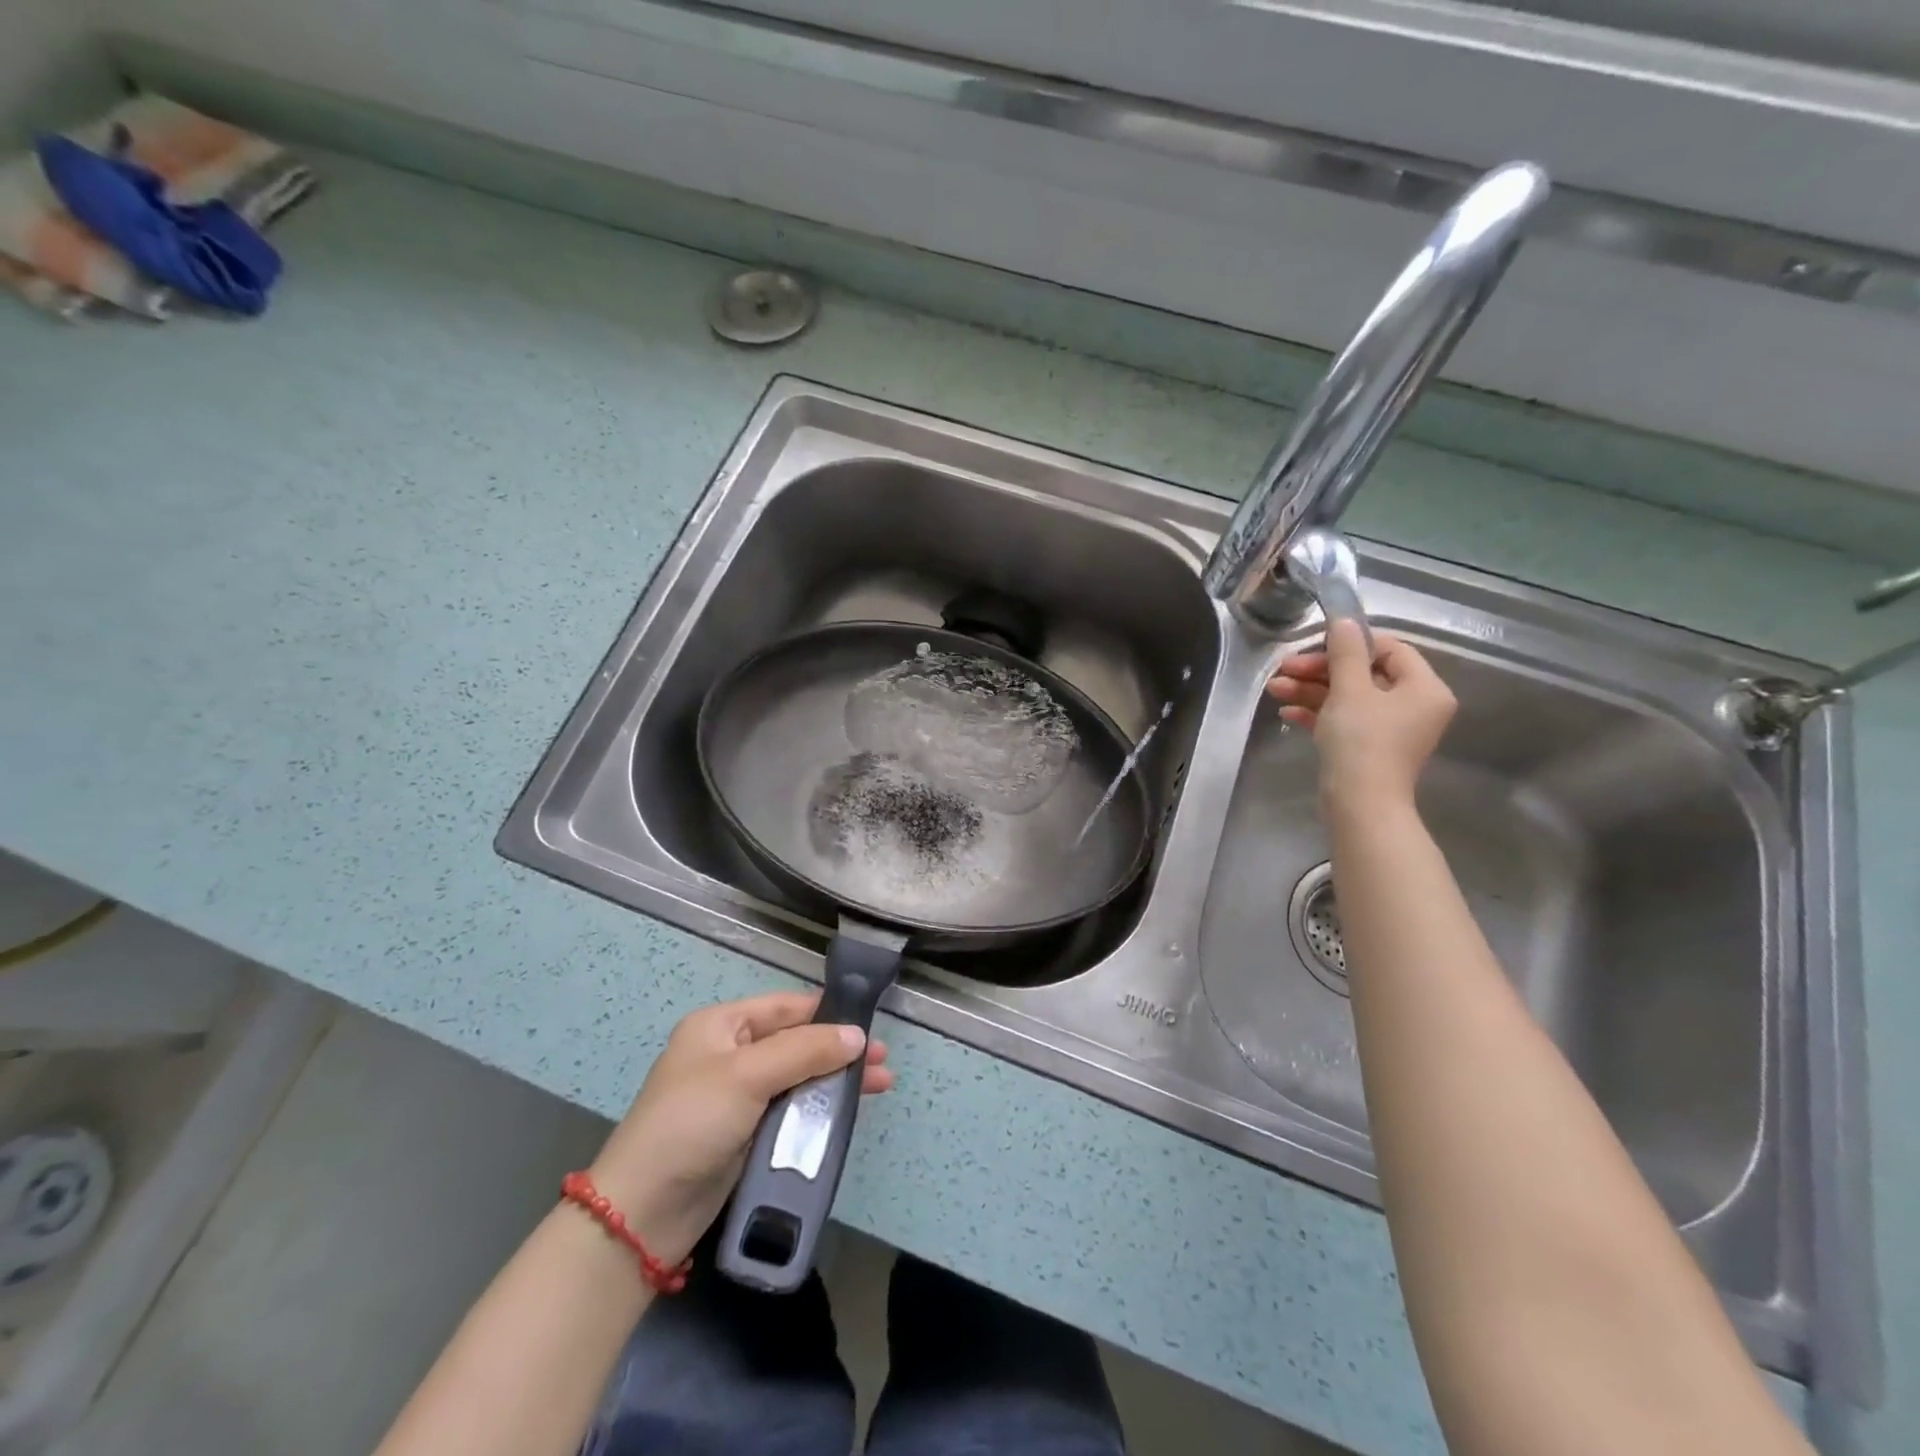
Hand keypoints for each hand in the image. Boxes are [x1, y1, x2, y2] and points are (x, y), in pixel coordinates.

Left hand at [587, 991, 892, 1264]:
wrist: (642, 1214)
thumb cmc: (691, 1124)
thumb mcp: (747, 1076)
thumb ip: (805, 1051)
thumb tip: (857, 1035)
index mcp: (722, 1026)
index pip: (786, 1008)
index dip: (828, 1013)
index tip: (870, 1023)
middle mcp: (730, 1054)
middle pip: (797, 1042)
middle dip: (839, 1049)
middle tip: (882, 1061)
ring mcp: (737, 1096)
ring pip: (799, 1076)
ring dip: (836, 1079)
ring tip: (881, 1084)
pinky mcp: (745, 1133)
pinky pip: (791, 1109)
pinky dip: (820, 1107)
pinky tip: (848, 1111)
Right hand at [1265, 618, 1455, 811]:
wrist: (1360, 804)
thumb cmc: (1362, 741)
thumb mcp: (1350, 690)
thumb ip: (1346, 652)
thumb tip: (1344, 621)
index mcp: (1424, 688)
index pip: (1390, 649)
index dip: (1352, 642)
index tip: (1315, 643)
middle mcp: (1413, 706)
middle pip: (1364, 673)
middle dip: (1320, 670)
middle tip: (1284, 668)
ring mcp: (1390, 729)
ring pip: (1348, 697)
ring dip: (1311, 690)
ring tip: (1274, 689)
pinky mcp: (1368, 747)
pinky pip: (1344, 720)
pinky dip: (1317, 713)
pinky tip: (1287, 712)